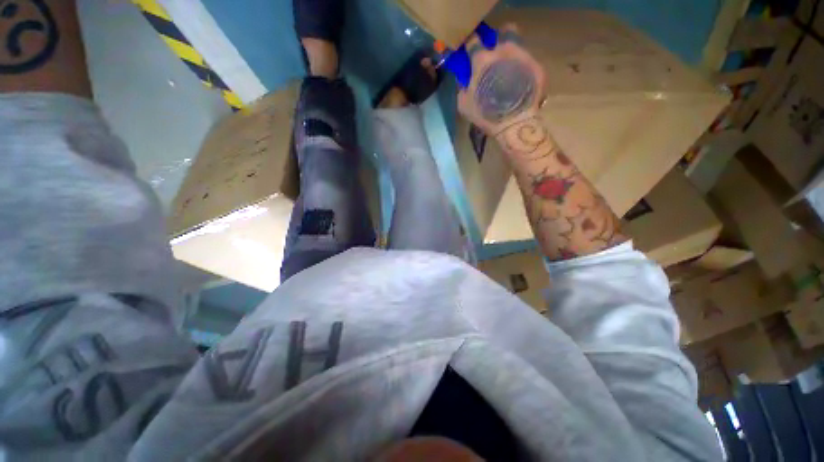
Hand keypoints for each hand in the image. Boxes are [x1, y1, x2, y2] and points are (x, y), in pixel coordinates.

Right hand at [457, 24, 545, 135]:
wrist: (514, 124)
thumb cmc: (485, 115)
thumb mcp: (464, 105)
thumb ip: (462, 88)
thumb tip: (464, 81)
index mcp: (483, 60)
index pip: (473, 42)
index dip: (471, 46)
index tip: (471, 53)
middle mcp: (504, 51)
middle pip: (505, 30)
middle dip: (500, 39)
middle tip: (497, 54)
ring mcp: (523, 57)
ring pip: (519, 45)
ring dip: (513, 54)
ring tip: (511, 71)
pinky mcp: (537, 67)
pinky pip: (529, 63)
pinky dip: (524, 71)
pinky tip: (522, 85)